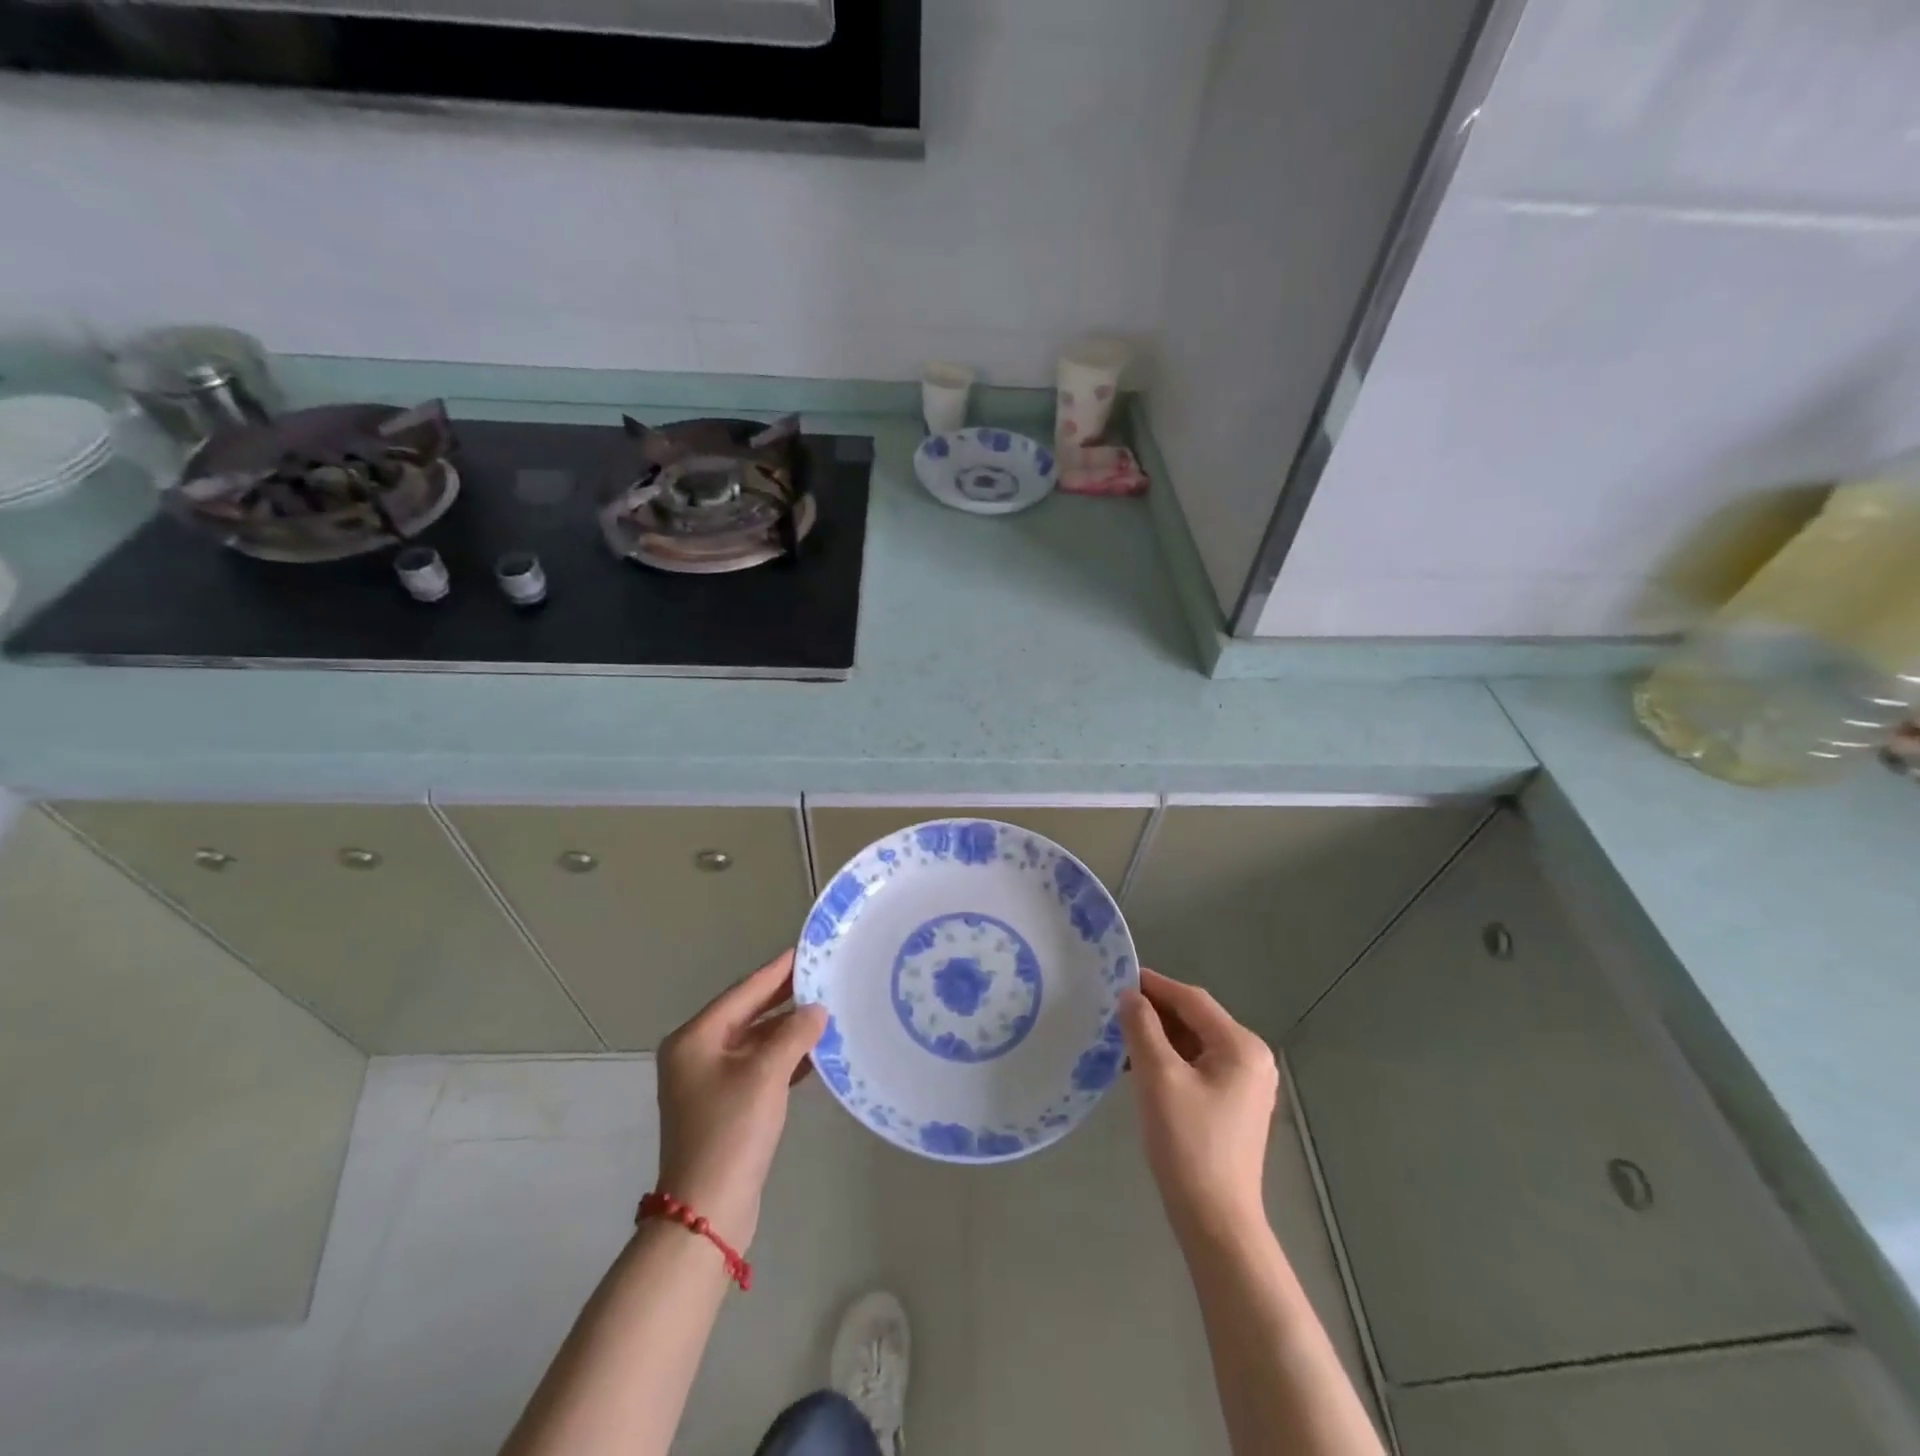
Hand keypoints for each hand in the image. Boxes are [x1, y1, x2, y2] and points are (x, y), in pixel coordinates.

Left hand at [654, 949, 825, 1251]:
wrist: (707, 1211)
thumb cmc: (731, 1131)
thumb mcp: (766, 1074)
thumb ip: (794, 1034)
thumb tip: (817, 1010)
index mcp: (695, 1039)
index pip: (743, 992)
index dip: (776, 971)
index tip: (804, 951)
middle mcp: (696, 1054)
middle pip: (747, 1015)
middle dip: (784, 999)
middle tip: (822, 977)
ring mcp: (708, 1082)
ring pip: (755, 1042)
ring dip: (788, 1030)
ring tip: (827, 1011)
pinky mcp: (725, 1106)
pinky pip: (758, 1067)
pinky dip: (784, 1058)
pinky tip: (815, 1053)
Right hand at [1119, 968, 1278, 1244]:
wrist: (1215, 1221)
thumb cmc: (1188, 1143)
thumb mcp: (1158, 1077)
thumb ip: (1142, 1028)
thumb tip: (1130, 995)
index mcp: (1241, 1046)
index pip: (1192, 1000)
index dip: (1154, 985)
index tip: (1117, 977)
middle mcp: (1251, 1058)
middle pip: (1195, 1020)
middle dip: (1155, 1012)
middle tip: (1113, 1009)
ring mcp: (1246, 1084)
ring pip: (1194, 1043)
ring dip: (1159, 1037)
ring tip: (1120, 1037)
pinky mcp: (1234, 1105)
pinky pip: (1198, 1066)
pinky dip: (1170, 1060)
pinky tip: (1140, 1067)